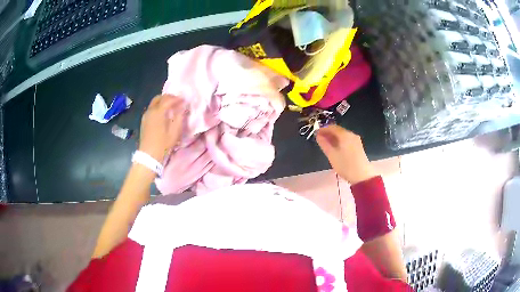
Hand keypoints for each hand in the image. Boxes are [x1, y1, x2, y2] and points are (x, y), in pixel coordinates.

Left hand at [138, 94, 184, 161]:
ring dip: (163, 102)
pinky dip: (158, 107)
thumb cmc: (163, 144)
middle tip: (177, 101)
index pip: (168, 99)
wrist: (149, 155)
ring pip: (154, 103)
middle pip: (159, 98)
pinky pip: (151, 109)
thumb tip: (182, 107)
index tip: (184, 100)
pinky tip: (163, 114)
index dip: (177, 98)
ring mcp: (146, 115)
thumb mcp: (175, 131)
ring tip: (171, 107)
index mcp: (158, 111)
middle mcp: (151, 110)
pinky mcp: (144, 120)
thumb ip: (179, 116)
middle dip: (169, 97)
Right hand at [316, 125, 376, 184]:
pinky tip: (336, 148)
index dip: (323, 129)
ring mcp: (356, 140)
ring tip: (326, 144)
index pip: (332, 127)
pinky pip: (347, 140)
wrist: (362, 176)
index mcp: (345, 135)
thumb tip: (318, 135)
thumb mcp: (332, 155)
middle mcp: (351, 134)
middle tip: (320, 139)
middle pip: (338, 130)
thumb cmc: (345, 165)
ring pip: (343, 135)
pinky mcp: (358, 146)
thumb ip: (324, 144)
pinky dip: (340, 141)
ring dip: (334, 138)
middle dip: (329, 133)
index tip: (316, 133)